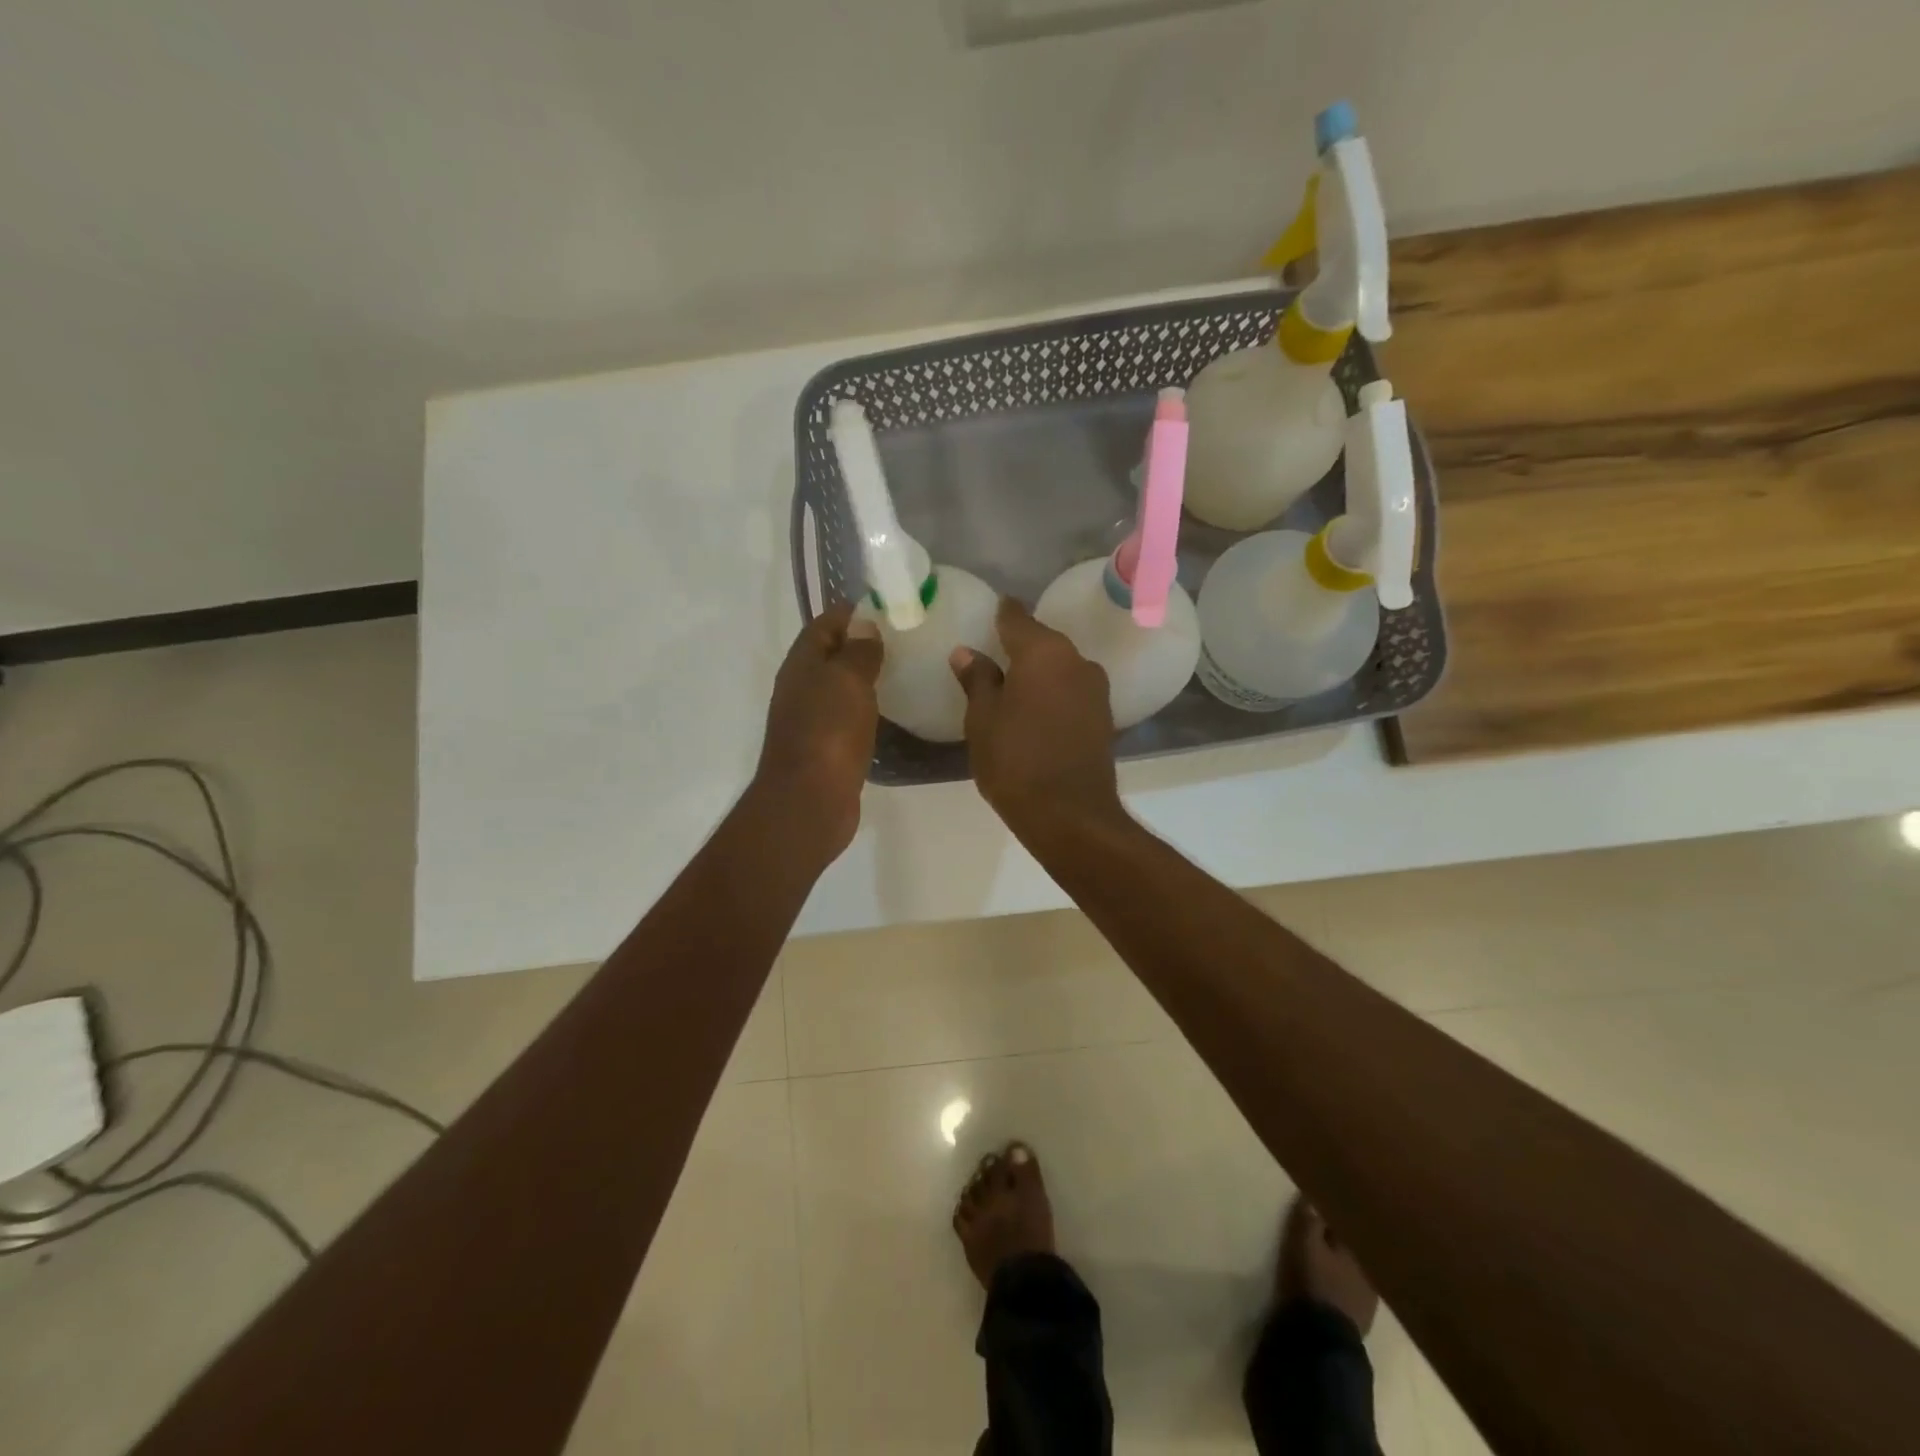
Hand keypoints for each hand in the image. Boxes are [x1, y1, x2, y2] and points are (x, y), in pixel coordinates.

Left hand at [752, 602, 883, 863]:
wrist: (810, 800)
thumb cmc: (829, 732)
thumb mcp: (847, 680)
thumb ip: (858, 651)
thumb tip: (863, 625)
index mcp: (802, 664)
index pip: (824, 624)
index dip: (852, 613)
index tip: (888, 608)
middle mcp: (801, 688)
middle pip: (830, 655)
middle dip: (861, 644)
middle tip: (903, 640)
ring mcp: (810, 720)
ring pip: (838, 687)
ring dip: (863, 677)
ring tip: (902, 671)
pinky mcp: (825, 748)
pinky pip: (846, 716)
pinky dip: (865, 707)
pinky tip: (889, 710)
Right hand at [949, 598, 1125, 843]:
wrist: (1070, 815)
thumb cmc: (1015, 761)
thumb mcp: (983, 719)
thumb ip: (977, 680)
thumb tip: (967, 652)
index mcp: (1043, 652)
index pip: (1017, 618)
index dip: (1001, 613)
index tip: (990, 611)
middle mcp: (1076, 660)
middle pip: (1043, 642)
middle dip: (1019, 646)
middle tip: (992, 654)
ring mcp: (1095, 689)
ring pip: (1060, 668)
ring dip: (1039, 672)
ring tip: (1012, 686)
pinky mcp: (1103, 716)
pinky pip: (1071, 691)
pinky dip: (1053, 694)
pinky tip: (1036, 710)